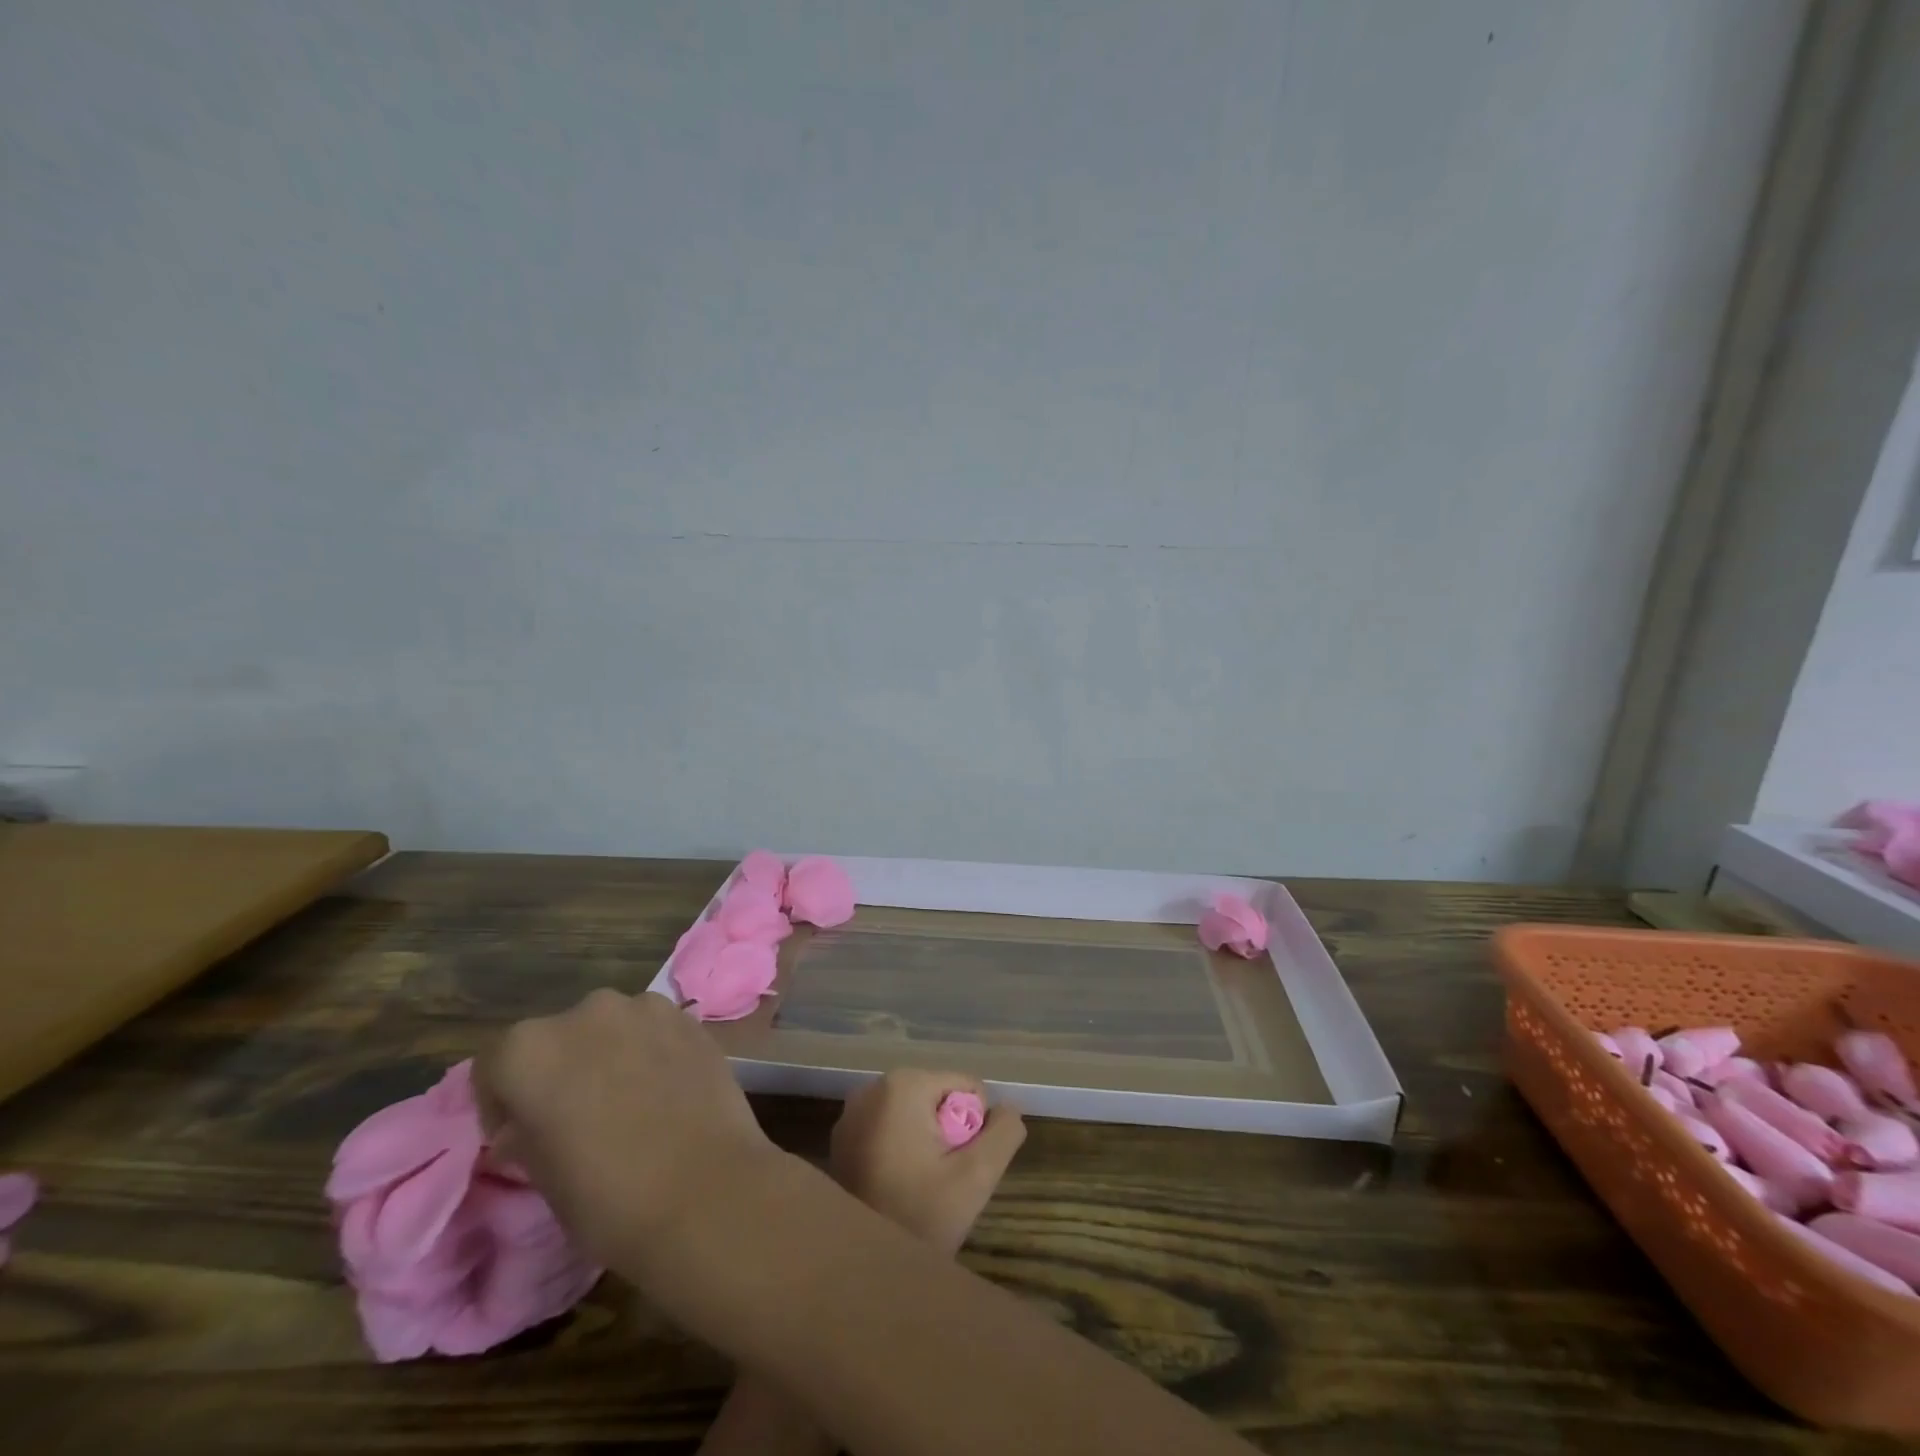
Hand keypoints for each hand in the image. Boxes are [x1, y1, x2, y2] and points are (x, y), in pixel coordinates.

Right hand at [473, 989, 775, 1274]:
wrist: (705, 1189)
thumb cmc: (608, 1196)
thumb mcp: (541, 1174)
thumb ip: (526, 1131)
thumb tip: (525, 1122)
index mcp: (532, 1048)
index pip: (496, 1063)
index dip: (502, 1100)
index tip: (519, 1134)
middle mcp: (588, 1011)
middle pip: (558, 1036)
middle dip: (560, 1069)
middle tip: (576, 1116)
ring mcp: (646, 1008)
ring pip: (610, 1028)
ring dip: (608, 1054)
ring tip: (626, 1101)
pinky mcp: (690, 1017)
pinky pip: (654, 1029)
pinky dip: (650, 1050)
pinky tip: (664, 1090)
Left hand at [829, 1070, 1025, 1254]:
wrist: (857, 1270)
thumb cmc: (917, 1217)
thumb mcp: (975, 1177)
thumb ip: (1003, 1133)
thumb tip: (1009, 1107)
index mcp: (904, 1084)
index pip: (968, 1089)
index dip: (974, 1129)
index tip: (957, 1167)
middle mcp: (874, 1086)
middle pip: (940, 1100)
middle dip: (949, 1136)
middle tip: (940, 1181)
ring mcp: (853, 1112)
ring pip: (917, 1116)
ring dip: (926, 1145)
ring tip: (919, 1187)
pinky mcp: (842, 1138)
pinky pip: (891, 1129)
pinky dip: (901, 1151)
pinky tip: (897, 1187)